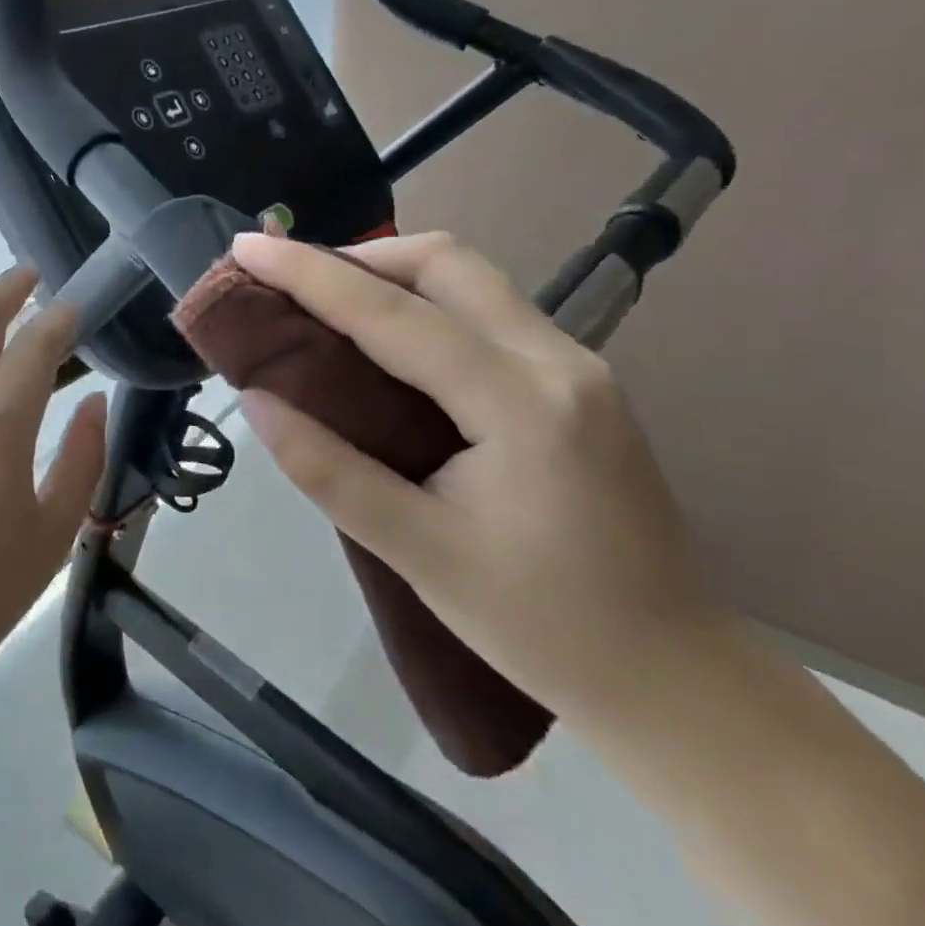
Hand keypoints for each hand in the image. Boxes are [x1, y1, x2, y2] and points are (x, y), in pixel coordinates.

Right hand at [231, 231, 726, 724]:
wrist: (675, 678)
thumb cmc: (542, 626)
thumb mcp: (418, 554)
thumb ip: (328, 470)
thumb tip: (256, 401)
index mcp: (519, 403)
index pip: (393, 313)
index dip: (309, 274)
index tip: (249, 247)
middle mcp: (556, 360)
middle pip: (446, 263)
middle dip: (358, 256)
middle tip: (291, 280)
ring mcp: (576, 365)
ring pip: (471, 279)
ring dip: (392, 274)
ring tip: (327, 302)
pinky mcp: (577, 381)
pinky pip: (488, 311)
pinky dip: (425, 303)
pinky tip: (389, 340)